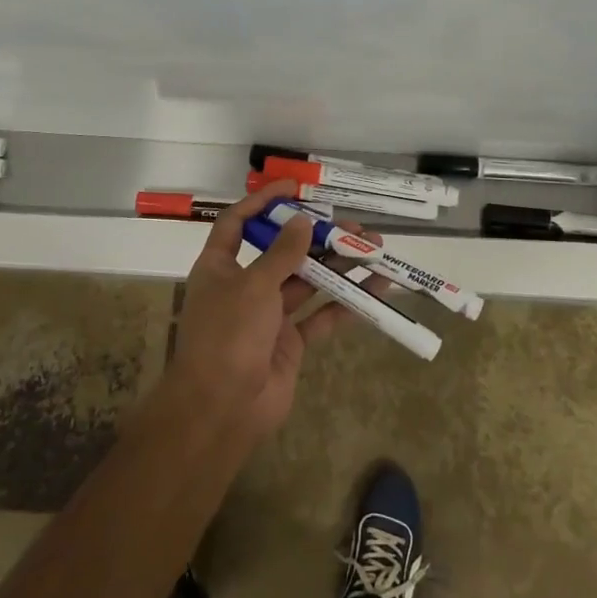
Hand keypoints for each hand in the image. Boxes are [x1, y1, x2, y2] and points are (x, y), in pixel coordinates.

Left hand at [164, 181, 379, 441]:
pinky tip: (376, 289)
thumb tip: (303, 221)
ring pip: (307, 282)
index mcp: (220, 267)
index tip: (295, 188)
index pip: (238, 223)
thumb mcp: (254, 285)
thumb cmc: (229, 335)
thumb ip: (282, 253)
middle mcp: (244, 287)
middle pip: (283, 252)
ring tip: (375, 250)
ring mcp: (268, 316)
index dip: (263, 202)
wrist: (222, 409)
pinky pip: (321, 315)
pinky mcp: (289, 343)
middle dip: (317, 238)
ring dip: (339, 266)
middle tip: (353, 227)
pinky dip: (347, 303)